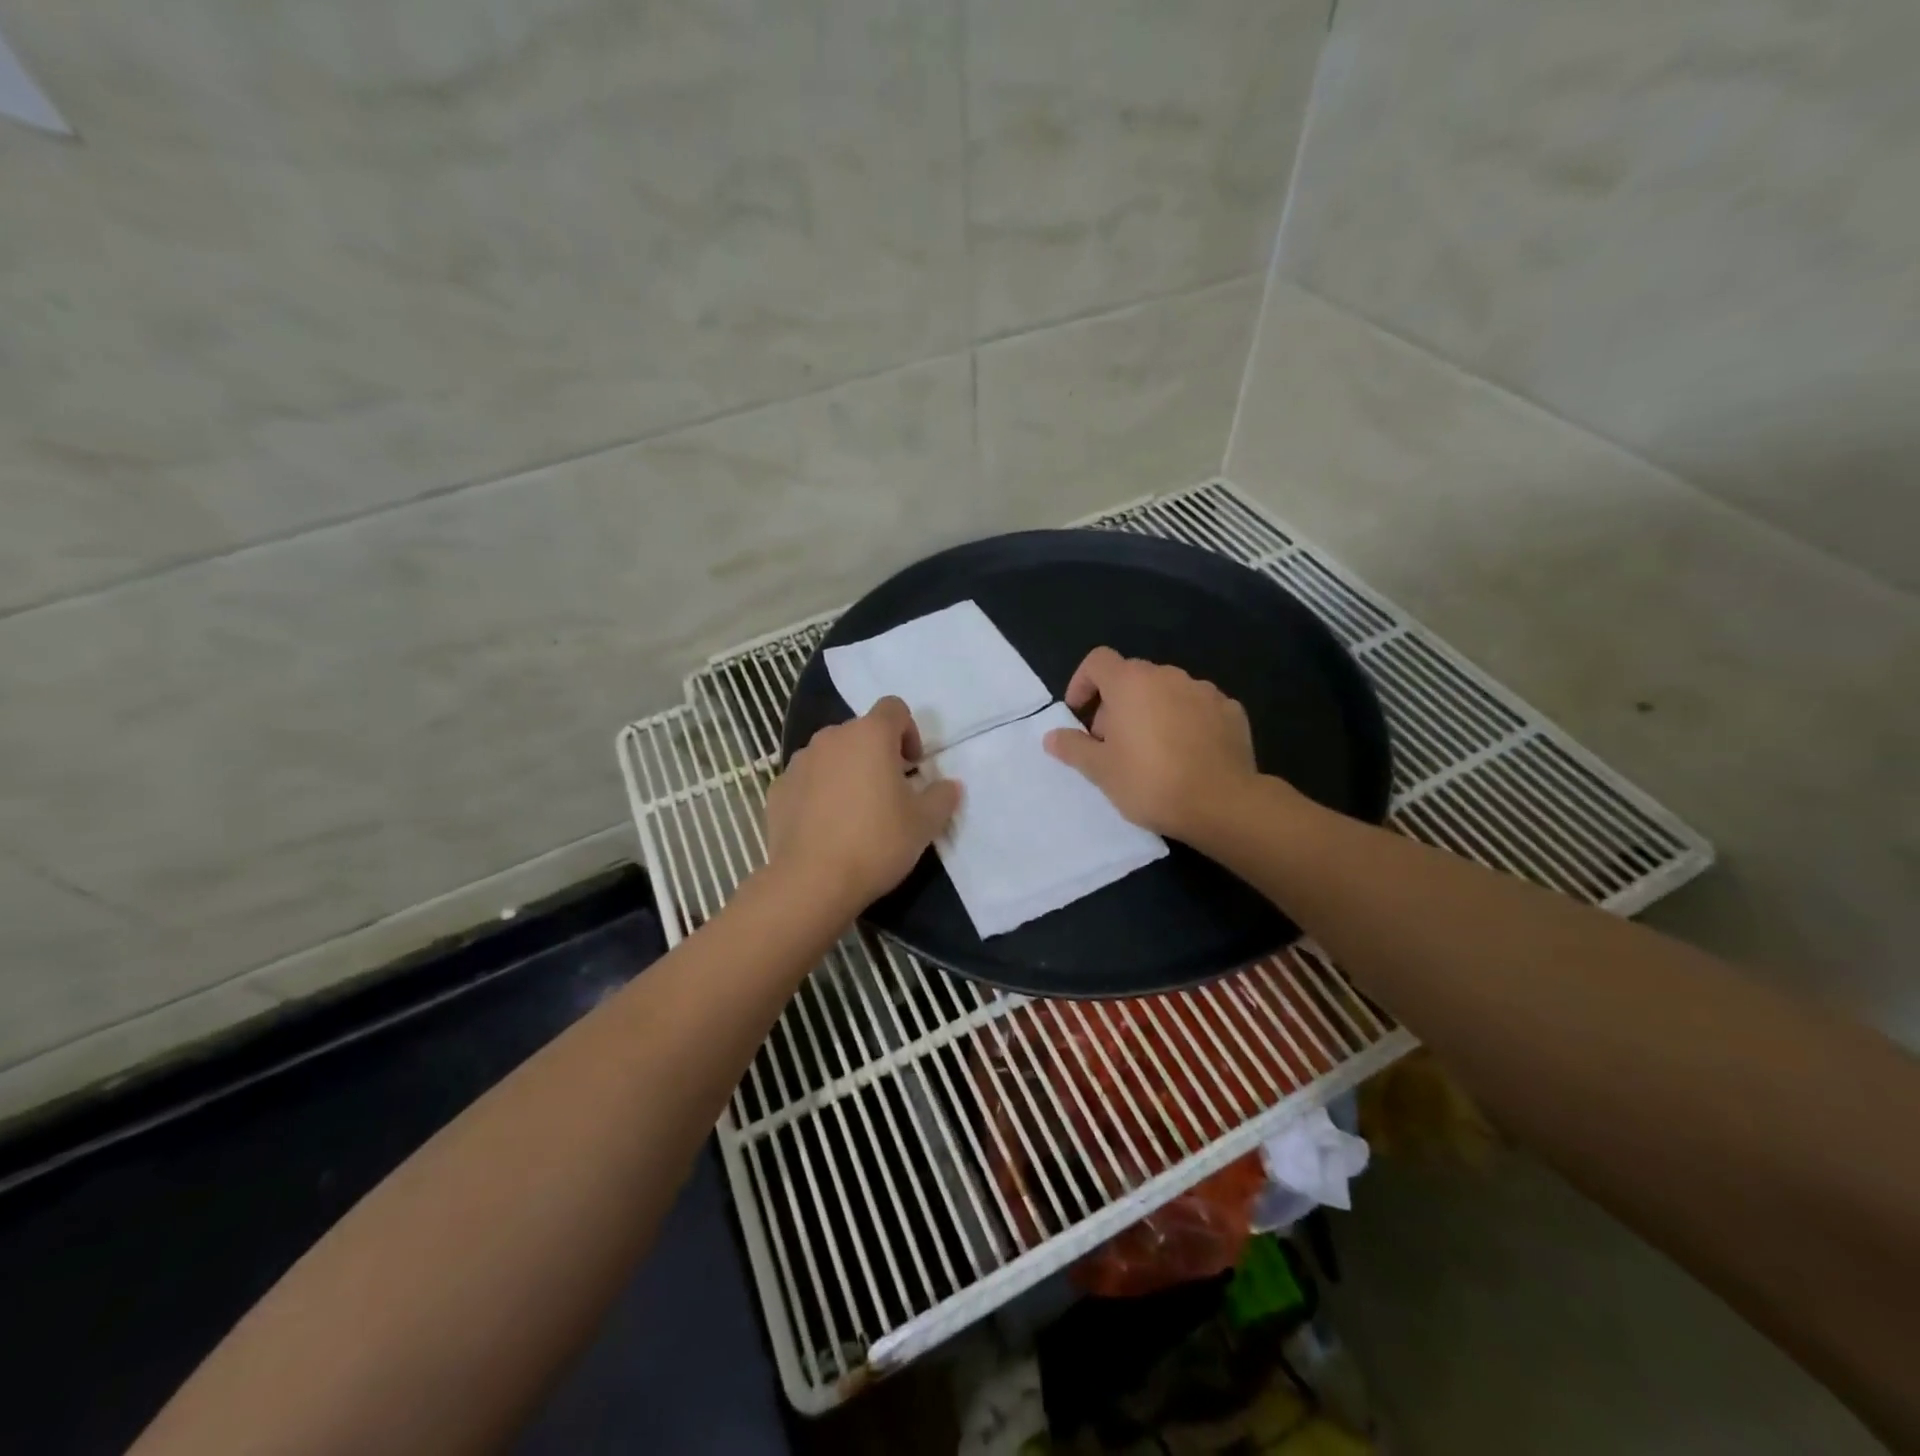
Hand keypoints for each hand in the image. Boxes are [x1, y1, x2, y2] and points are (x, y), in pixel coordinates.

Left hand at [766, 696, 961, 914]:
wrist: (811, 882)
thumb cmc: (876, 842)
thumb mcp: (925, 823)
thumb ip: (942, 796)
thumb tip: (950, 785)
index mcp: (870, 735)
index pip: (894, 708)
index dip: (909, 731)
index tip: (912, 766)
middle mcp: (831, 738)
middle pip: (861, 732)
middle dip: (877, 754)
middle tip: (889, 793)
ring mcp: (799, 762)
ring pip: (831, 755)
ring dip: (847, 771)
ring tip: (855, 812)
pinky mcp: (777, 789)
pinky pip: (807, 781)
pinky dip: (819, 793)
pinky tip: (826, 827)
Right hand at [1042, 647, 1263, 840]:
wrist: (1222, 803)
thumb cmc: (1150, 782)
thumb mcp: (1100, 771)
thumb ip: (1073, 748)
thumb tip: (1052, 736)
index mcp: (1131, 683)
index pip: (1097, 661)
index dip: (1082, 682)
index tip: (1079, 713)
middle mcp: (1168, 676)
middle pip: (1132, 677)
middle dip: (1116, 704)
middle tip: (1112, 744)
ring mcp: (1204, 691)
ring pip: (1167, 692)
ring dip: (1153, 712)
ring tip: (1152, 752)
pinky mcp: (1231, 711)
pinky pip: (1198, 709)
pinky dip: (1186, 722)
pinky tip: (1187, 755)